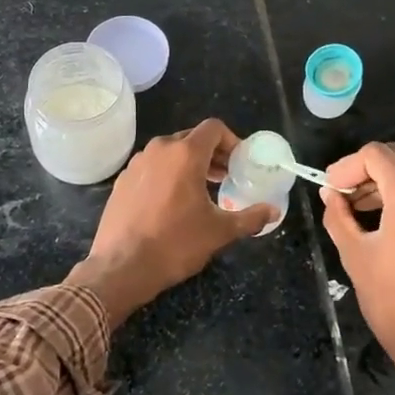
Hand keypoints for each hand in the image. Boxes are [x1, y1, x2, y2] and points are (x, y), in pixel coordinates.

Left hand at [69, 119, 276, 328]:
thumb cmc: (175, 244)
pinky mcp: (122, 180)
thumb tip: (273, 212)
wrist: (121, 267)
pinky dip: (167, 174)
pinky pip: (151, 167)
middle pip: (191, 138)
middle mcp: (159, 150)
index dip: (231, 141)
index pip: (213, 128)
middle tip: (225, 177)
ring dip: (189, 163)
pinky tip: (171, 202)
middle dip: (212, 153)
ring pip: (169, 152)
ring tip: (201, 189)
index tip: (239, 163)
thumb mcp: (219, 232)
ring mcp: (137, 163)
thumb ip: (250, 217)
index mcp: (185, 154)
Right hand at [319, 142, 394, 394]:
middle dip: (366, 167)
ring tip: (359, 205)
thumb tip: (330, 195)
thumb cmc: (393, 301)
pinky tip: (385, 217)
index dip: (347, 166)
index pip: (375, 154)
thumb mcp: (354, 255)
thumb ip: (338, 217)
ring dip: (386, 177)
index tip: (330, 189)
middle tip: (342, 193)